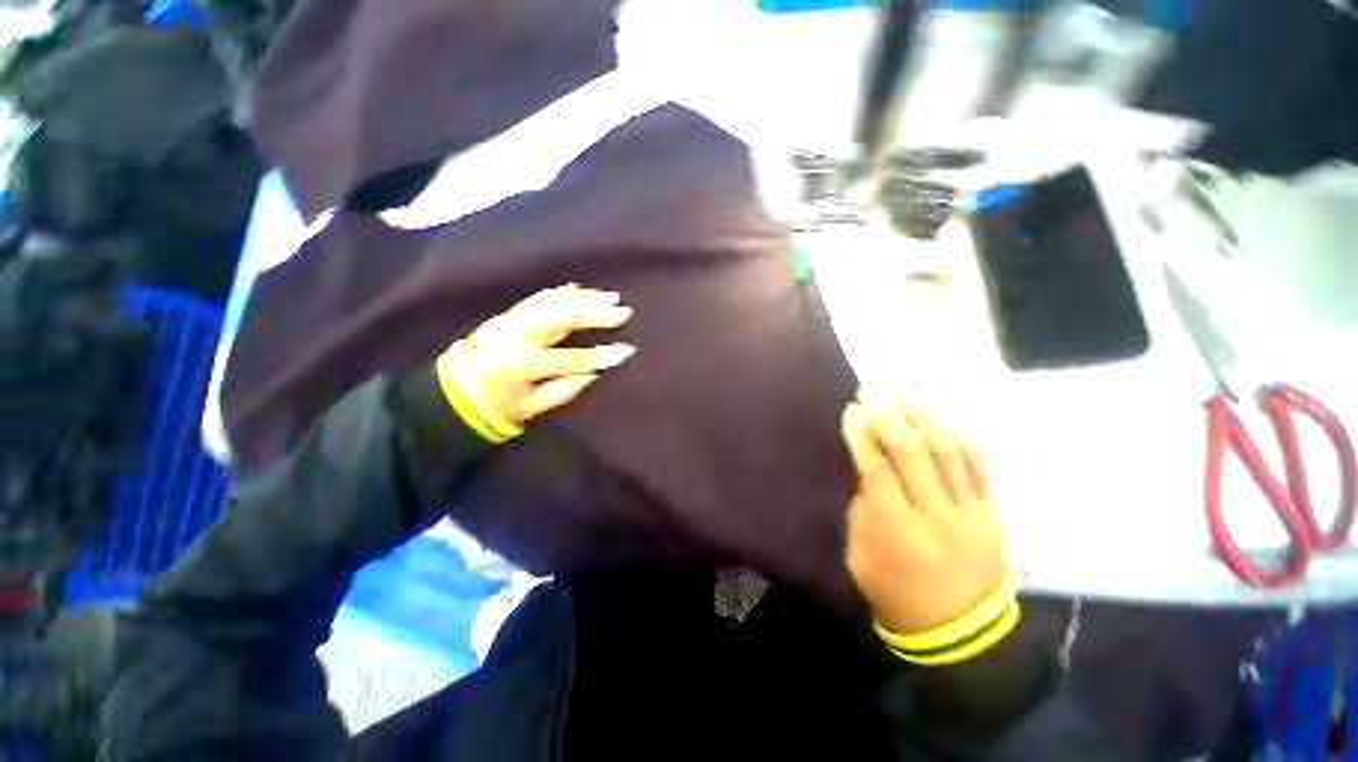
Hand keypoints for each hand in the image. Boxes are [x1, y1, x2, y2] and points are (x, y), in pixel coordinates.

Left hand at [446, 284, 634, 426]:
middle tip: (622, 311)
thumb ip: (563, 391)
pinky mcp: (508, 314)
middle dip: (595, 314)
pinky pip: (539, 298)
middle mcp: (517, 337)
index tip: (627, 351)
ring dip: (583, 299)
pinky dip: (562, 293)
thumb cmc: (497, 404)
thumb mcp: (531, 407)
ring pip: (553, 303)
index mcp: (522, 366)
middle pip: (563, 320)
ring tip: (608, 296)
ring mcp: (511, 321)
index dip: (601, 356)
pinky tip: (579, 289)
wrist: (454, 388)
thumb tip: (594, 374)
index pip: (571, 359)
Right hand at [842, 396, 1008, 634]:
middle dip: (889, 417)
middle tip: (872, 392)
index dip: (862, 437)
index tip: (851, 411)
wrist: (959, 632)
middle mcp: (936, 515)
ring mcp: (970, 512)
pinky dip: (961, 439)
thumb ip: (862, 510)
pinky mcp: (992, 513)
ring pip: (948, 453)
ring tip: (904, 395)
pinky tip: (943, 419)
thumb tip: (865, 470)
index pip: (876, 470)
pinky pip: (980, 467)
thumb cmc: (896, 592)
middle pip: (912, 454)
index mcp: (897, 529)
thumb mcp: (860, 555)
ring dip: (923, 419)